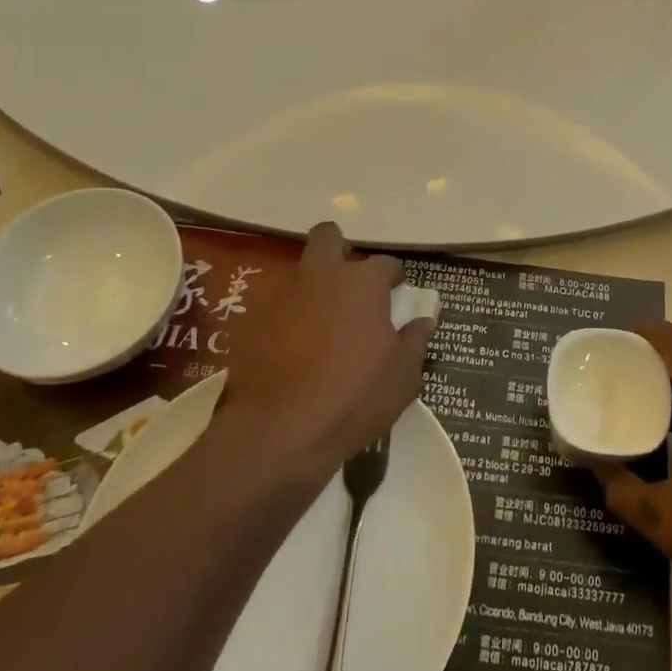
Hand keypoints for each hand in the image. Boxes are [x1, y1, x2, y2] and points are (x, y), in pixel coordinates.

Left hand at [218, 223, 431, 480]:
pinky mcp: (248, 320)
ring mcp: (280, 295)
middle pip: (327, 237)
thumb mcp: (402, 378)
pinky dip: (284, 320)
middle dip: (339, 249)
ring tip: (318, 326)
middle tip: (348, 284)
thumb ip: (415, 342)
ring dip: (310, 289)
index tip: (395, 292)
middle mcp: (320, 276)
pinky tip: (289, 351)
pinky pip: (272, 308)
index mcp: (362, 283)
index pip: (385, 263)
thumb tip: (423, 320)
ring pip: (298, 273)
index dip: (392, 277)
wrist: (276, 433)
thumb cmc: (353, 400)